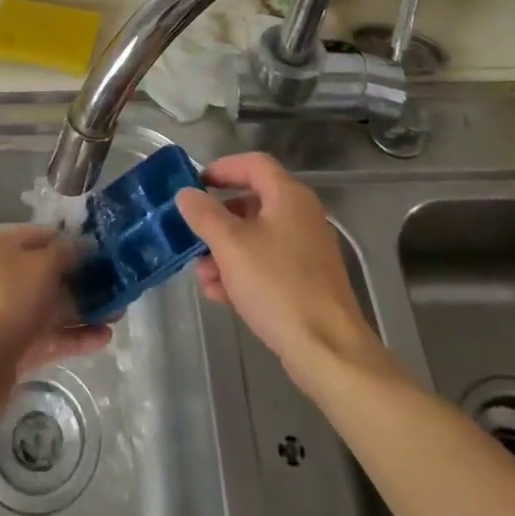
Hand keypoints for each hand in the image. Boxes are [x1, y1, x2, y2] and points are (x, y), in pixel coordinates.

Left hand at [0, 226, 110, 408]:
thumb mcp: (42, 265)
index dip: (72, 242)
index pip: (43, 237)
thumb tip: (84, 243)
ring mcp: (9, 313)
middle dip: (83, 281)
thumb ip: (66, 252)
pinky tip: (104, 338)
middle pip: (50, 274)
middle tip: (116, 287)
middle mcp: (4, 276)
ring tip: (118, 315)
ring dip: (84, 311)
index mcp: (2, 248)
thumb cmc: (8, 299)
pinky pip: (50, 336)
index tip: (102, 252)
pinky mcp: (17, 346)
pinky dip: (75, 336)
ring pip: (53, 307)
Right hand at [175, 153, 385, 386]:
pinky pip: (267, 265)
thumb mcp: (230, 245)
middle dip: (217, 219)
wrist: (327, 351)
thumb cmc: (277, 285)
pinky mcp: (307, 283)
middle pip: (252, 203)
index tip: (195, 183)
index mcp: (289, 197)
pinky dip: (242, 272)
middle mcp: (302, 217)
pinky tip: (220, 295)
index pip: (253, 164)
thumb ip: (204, 214)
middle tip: (193, 233)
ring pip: (256, 238)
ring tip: (202, 275)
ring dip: (224, 251)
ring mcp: (307, 252)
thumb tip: (187, 193)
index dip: (222, 168)